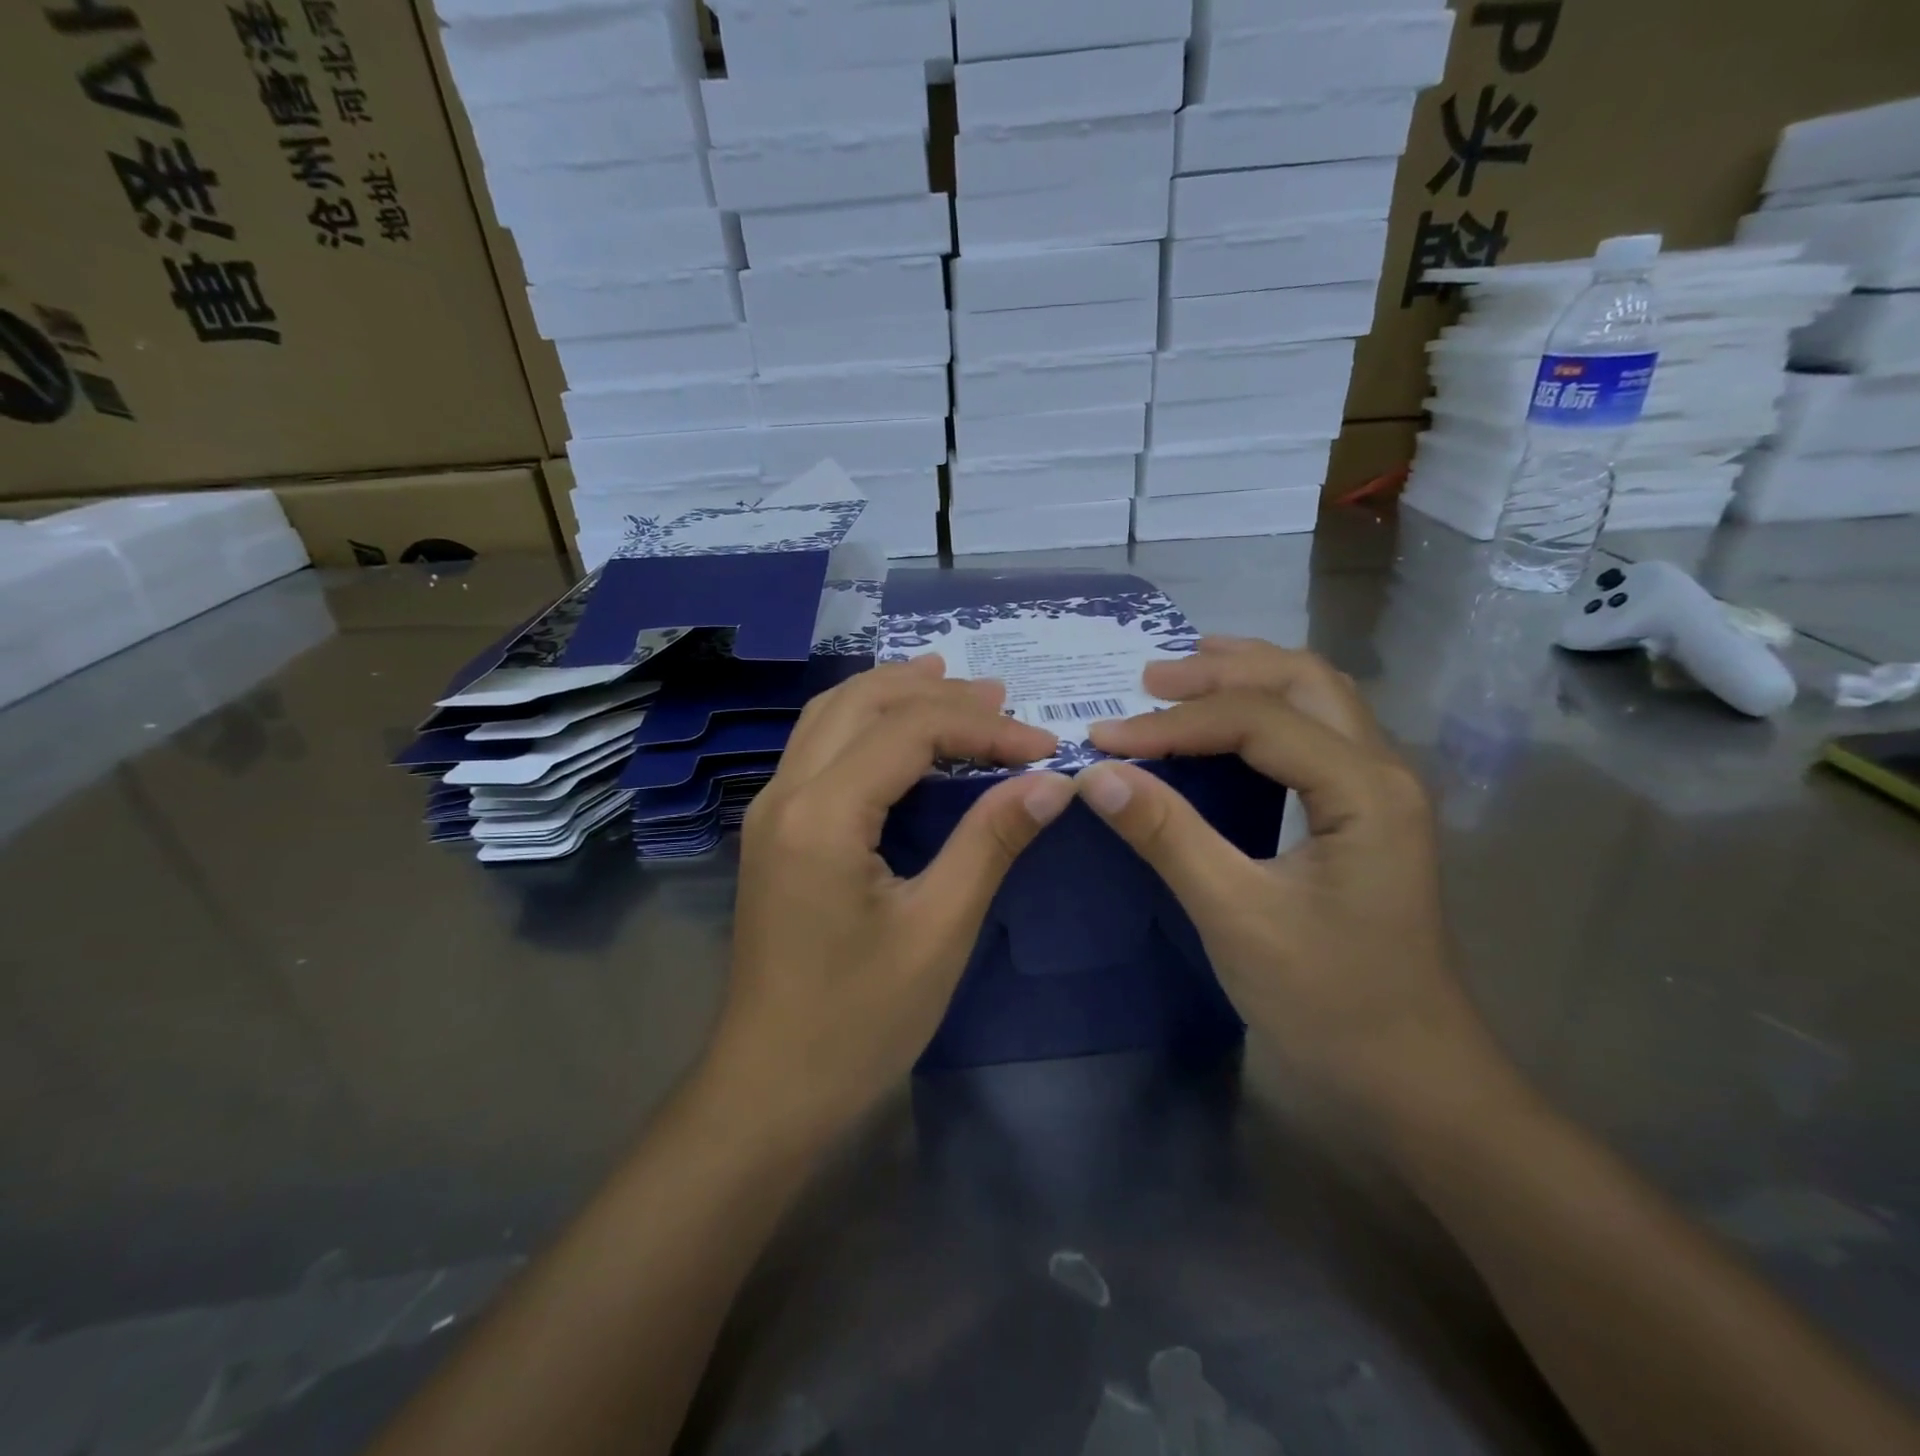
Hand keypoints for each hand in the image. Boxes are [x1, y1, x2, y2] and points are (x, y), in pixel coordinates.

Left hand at [708, 657, 1075, 1144]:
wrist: (770, 1089)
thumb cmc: (858, 1021)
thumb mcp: (939, 930)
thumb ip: (990, 842)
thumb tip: (1051, 783)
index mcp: (821, 814)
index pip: (909, 732)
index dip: (983, 728)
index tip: (1044, 747)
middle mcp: (784, 794)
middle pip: (860, 703)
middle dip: (934, 692)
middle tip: (1000, 697)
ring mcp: (770, 811)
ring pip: (830, 716)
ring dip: (892, 695)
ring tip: (952, 688)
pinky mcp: (773, 832)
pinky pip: (818, 748)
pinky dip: (865, 724)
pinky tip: (900, 737)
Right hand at [1075, 639, 1515, 1128]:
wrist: (1412, 1079)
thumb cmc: (1329, 1002)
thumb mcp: (1236, 916)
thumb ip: (1168, 836)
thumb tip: (1097, 774)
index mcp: (1363, 789)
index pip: (1256, 720)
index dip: (1172, 723)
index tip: (1103, 738)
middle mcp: (1383, 771)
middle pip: (1301, 681)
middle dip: (1220, 670)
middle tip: (1147, 679)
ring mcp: (1380, 792)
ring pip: (1316, 699)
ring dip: (1248, 679)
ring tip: (1182, 678)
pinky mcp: (1366, 815)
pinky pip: (1314, 735)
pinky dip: (1263, 712)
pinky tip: (1226, 725)